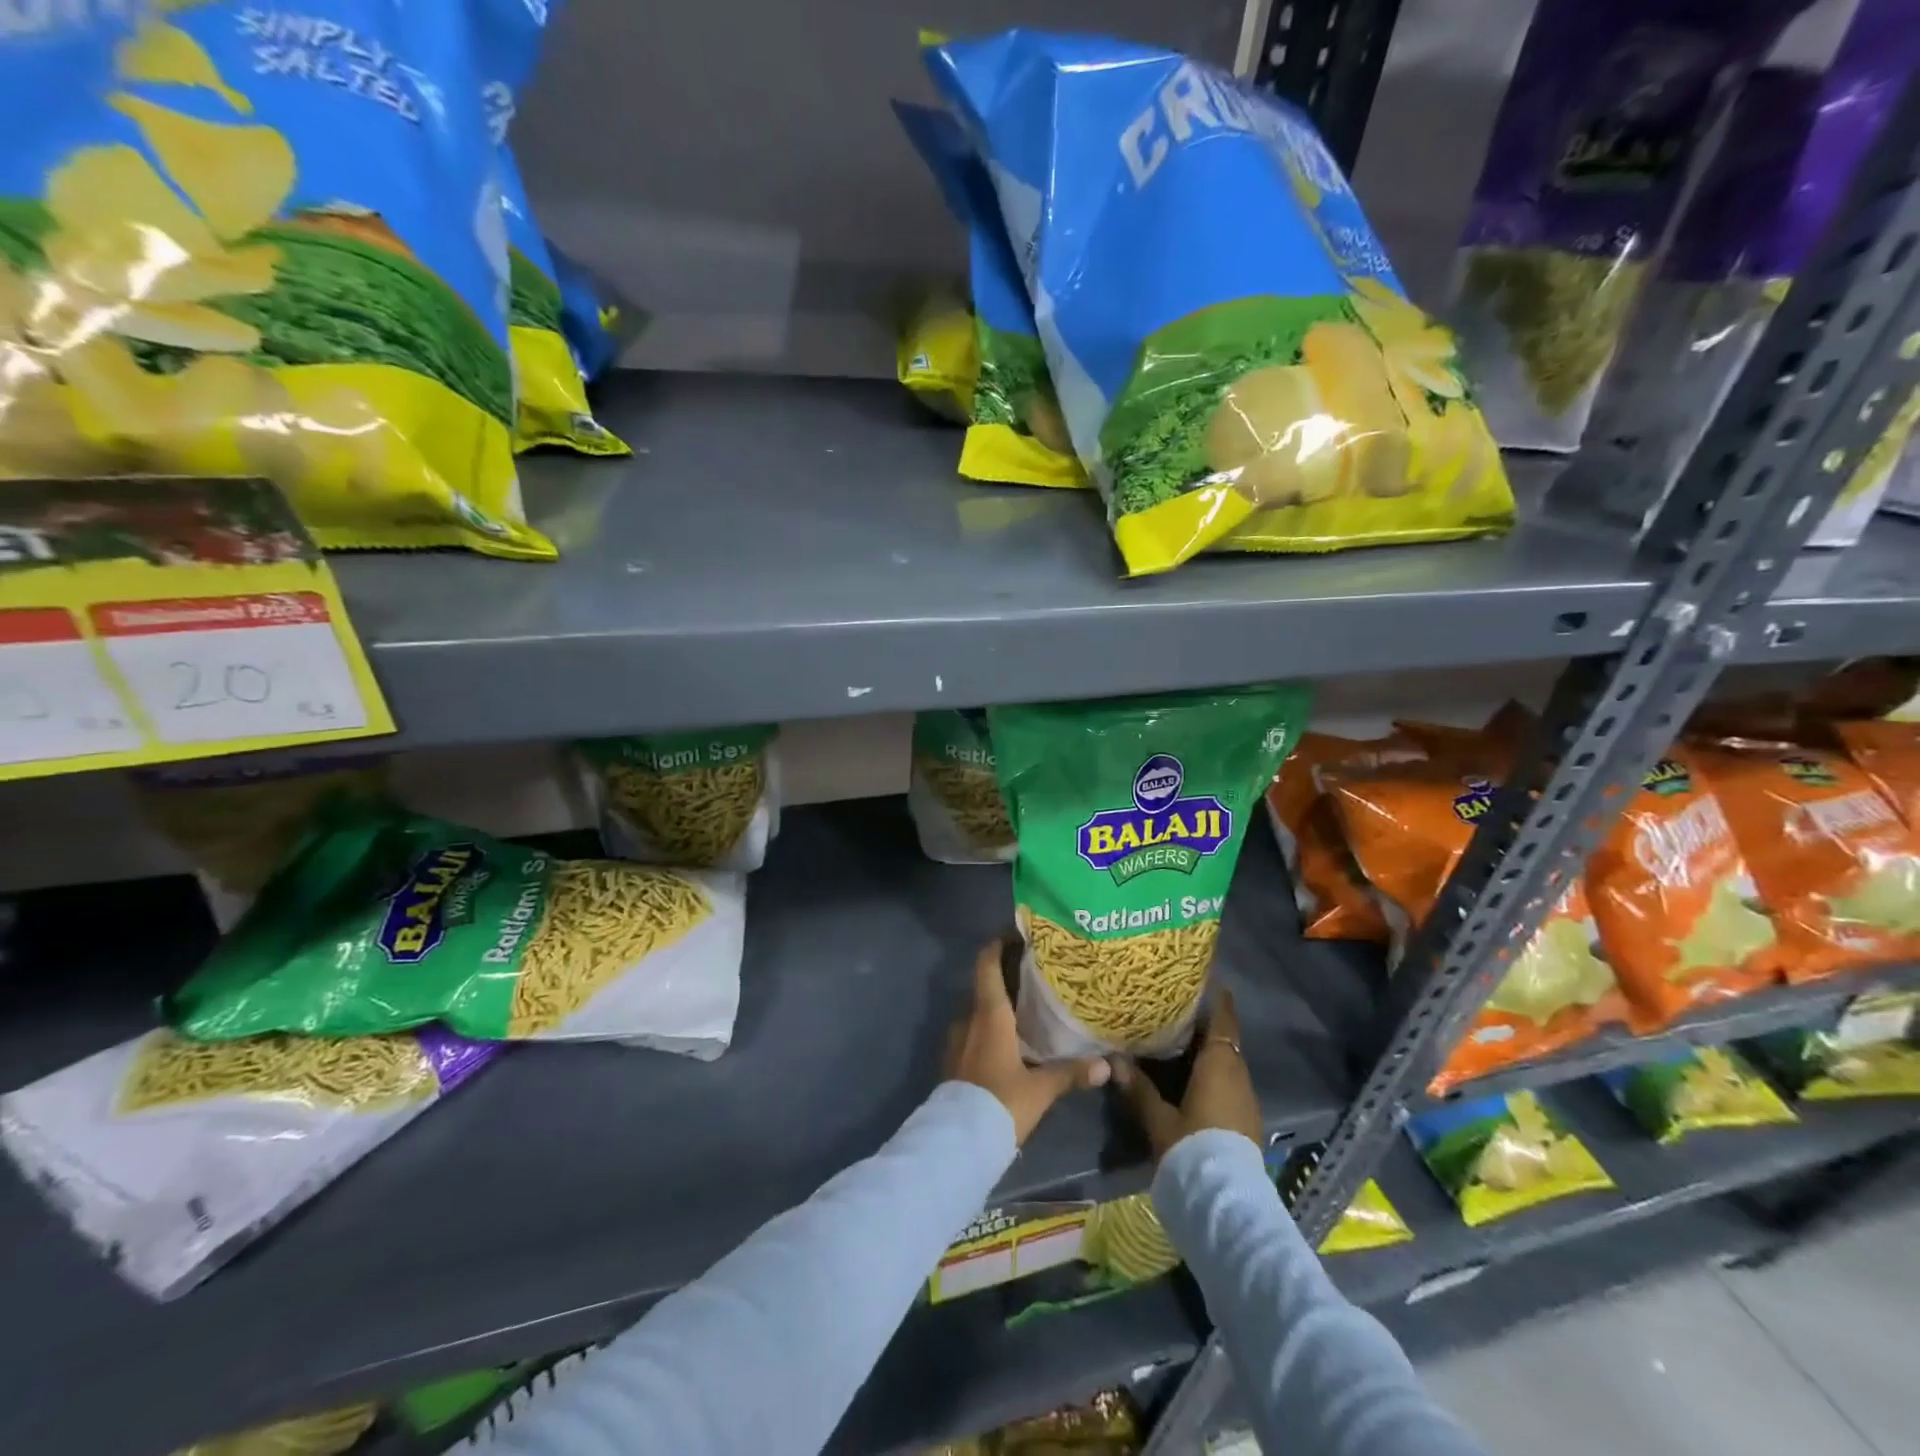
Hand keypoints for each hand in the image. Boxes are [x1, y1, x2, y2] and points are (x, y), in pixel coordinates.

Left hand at [947, 939, 1109, 1144]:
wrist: (958, 1142)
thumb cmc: (1001, 1102)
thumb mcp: (1040, 1089)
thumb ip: (1071, 1073)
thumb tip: (1107, 1065)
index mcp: (989, 1014)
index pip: (987, 964)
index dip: (997, 944)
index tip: (1016, 934)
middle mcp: (969, 1019)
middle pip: (985, 985)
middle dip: (1006, 977)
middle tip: (1035, 974)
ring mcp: (957, 1040)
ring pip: (979, 1011)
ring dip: (998, 1005)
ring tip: (1027, 1008)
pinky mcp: (955, 1061)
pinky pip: (973, 1032)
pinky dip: (990, 1028)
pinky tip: (1010, 1042)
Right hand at [1113, 989, 1262, 1159]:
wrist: (1225, 1199)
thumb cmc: (1191, 1145)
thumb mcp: (1158, 1117)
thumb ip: (1138, 1087)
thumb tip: (1113, 1058)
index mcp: (1219, 1064)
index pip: (1223, 1022)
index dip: (1219, 1001)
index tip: (1211, 983)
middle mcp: (1238, 1075)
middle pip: (1225, 1042)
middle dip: (1207, 1027)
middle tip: (1181, 1011)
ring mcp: (1247, 1099)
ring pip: (1229, 1064)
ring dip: (1211, 1052)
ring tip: (1184, 1043)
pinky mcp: (1247, 1120)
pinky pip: (1231, 1083)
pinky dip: (1216, 1073)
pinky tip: (1195, 1080)